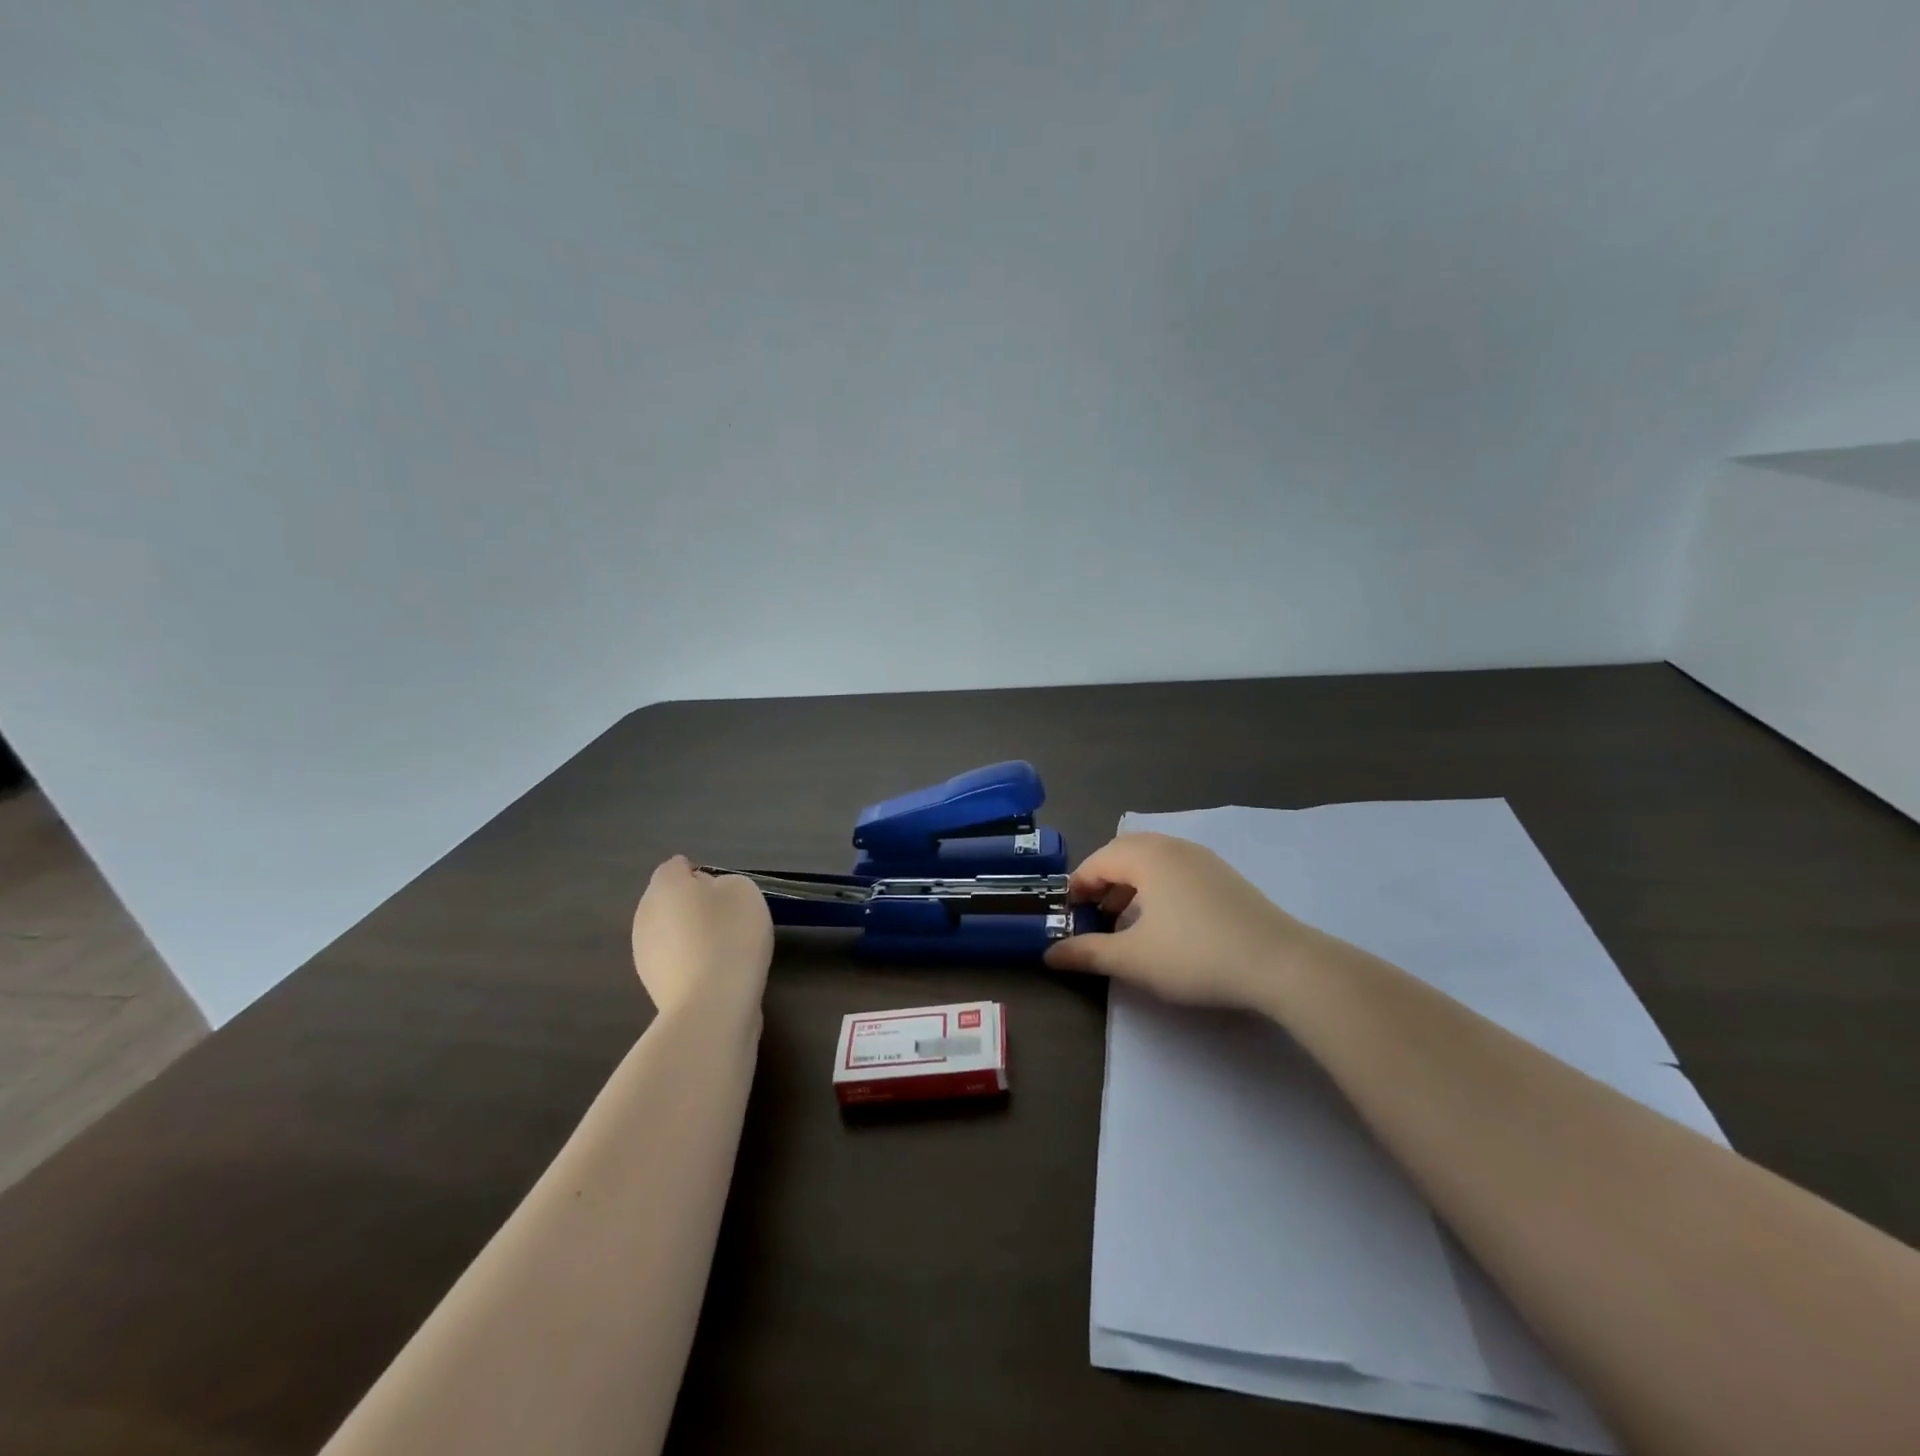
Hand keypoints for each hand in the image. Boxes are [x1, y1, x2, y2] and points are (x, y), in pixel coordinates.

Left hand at [630, 857, 772, 1017]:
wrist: (712, 1004)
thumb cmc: (730, 935)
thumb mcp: (743, 891)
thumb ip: (723, 883)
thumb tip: (707, 894)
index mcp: (665, 885)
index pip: (675, 867)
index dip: (699, 873)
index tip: (723, 888)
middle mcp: (645, 914)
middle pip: (668, 900)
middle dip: (691, 904)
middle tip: (726, 916)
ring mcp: (643, 952)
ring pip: (669, 931)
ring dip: (689, 934)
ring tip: (722, 947)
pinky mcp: (651, 984)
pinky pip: (673, 959)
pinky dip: (689, 960)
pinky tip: (714, 971)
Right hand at [1043, 832, 1319, 1009]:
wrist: (1280, 964)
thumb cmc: (1196, 955)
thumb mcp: (1133, 959)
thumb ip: (1087, 953)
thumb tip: (1049, 954)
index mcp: (1146, 856)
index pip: (1096, 862)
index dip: (1076, 889)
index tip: (1067, 918)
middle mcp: (1173, 847)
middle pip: (1123, 854)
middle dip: (1102, 883)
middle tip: (1093, 916)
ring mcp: (1203, 859)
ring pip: (1152, 861)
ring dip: (1129, 886)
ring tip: (1125, 923)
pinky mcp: (1225, 877)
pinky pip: (1176, 870)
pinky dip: (1157, 888)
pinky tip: (1164, 923)